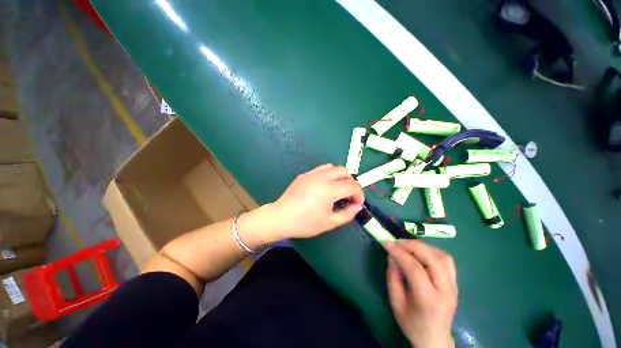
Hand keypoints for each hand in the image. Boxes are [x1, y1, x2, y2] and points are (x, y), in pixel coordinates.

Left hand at [270, 164, 363, 238]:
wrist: (281, 217)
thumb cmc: (305, 223)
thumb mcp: (329, 222)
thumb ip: (347, 214)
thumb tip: (357, 206)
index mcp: (330, 189)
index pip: (352, 186)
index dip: (359, 194)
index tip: (357, 204)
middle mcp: (322, 177)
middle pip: (344, 171)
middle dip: (351, 182)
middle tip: (349, 195)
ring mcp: (312, 174)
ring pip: (332, 167)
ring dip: (340, 176)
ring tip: (337, 189)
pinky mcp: (304, 174)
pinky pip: (321, 169)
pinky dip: (328, 175)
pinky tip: (324, 187)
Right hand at [386, 240, 456, 347]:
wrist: (435, 339)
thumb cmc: (412, 323)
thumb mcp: (395, 302)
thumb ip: (393, 277)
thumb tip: (392, 255)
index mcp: (428, 300)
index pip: (415, 269)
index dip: (399, 253)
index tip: (387, 243)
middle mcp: (445, 290)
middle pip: (432, 259)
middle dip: (412, 245)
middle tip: (397, 242)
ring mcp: (454, 286)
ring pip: (442, 256)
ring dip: (423, 247)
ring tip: (408, 247)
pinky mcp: (455, 283)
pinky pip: (446, 260)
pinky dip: (432, 251)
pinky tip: (420, 253)